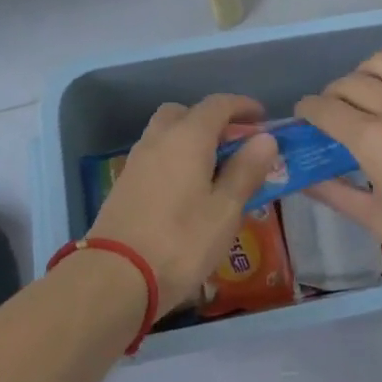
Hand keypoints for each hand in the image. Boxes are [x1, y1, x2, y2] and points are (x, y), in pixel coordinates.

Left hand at [89, 94, 280, 314]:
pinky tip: (186, 190)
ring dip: (190, 139)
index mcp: (188, 137)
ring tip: (213, 170)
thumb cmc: (181, 242)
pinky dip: (174, 158)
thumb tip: (265, 138)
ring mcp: (137, 160)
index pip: (218, 105)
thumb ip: (245, 171)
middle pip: (186, 113)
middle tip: (233, 145)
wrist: (116, 276)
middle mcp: (159, 138)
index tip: (262, 118)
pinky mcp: (124, 183)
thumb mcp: (225, 210)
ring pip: (166, 133)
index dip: (242, 106)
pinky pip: (155, 155)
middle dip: (211, 121)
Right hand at [295, 52, 381, 295]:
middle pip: (350, 81)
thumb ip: (335, 194)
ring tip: (369, 97)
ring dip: (366, 76)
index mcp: (375, 140)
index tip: (304, 117)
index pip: (325, 107)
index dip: (307, 109)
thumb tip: (303, 179)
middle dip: (332, 94)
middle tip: (333, 113)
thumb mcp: (379, 222)